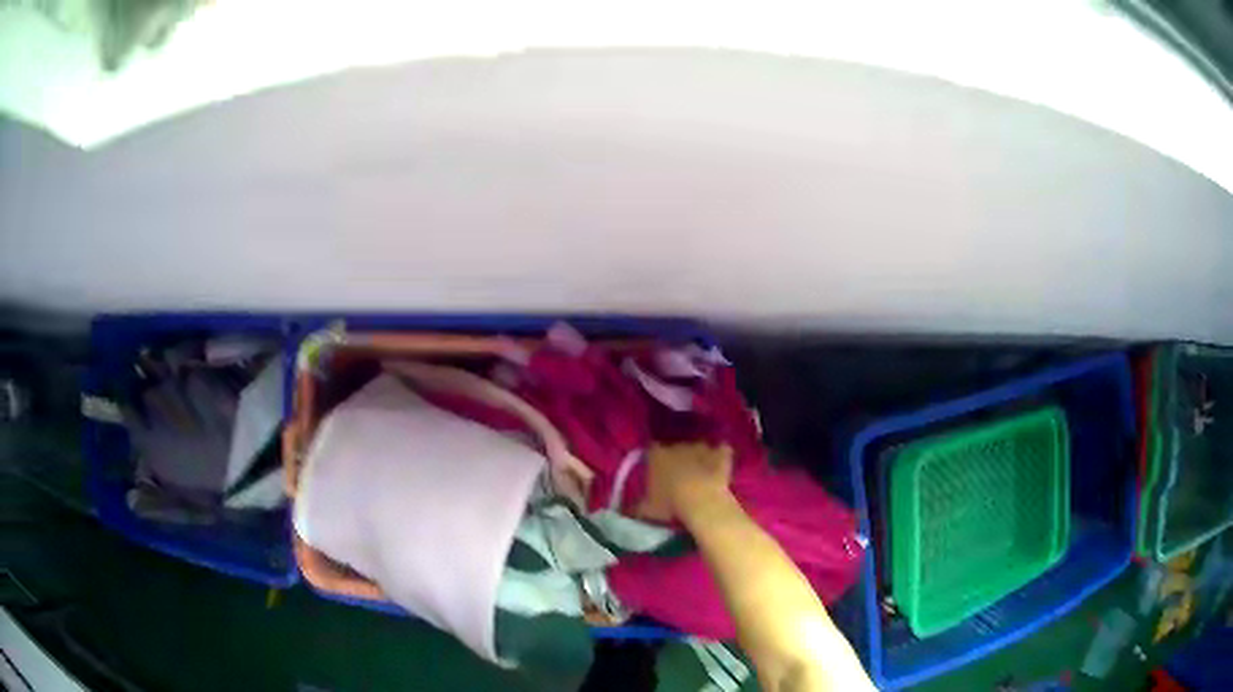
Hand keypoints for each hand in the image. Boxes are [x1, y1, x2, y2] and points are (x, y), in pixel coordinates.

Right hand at [637, 443, 732, 522]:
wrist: (702, 502)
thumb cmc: (670, 504)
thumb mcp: (646, 510)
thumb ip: (635, 506)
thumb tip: (625, 509)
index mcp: (656, 455)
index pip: (651, 450)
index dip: (654, 459)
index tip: (655, 469)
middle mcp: (677, 445)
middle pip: (675, 447)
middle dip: (677, 458)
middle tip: (678, 474)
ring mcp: (701, 447)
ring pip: (698, 447)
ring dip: (698, 456)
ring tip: (700, 472)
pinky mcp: (721, 453)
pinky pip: (721, 451)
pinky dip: (720, 456)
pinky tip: (720, 465)